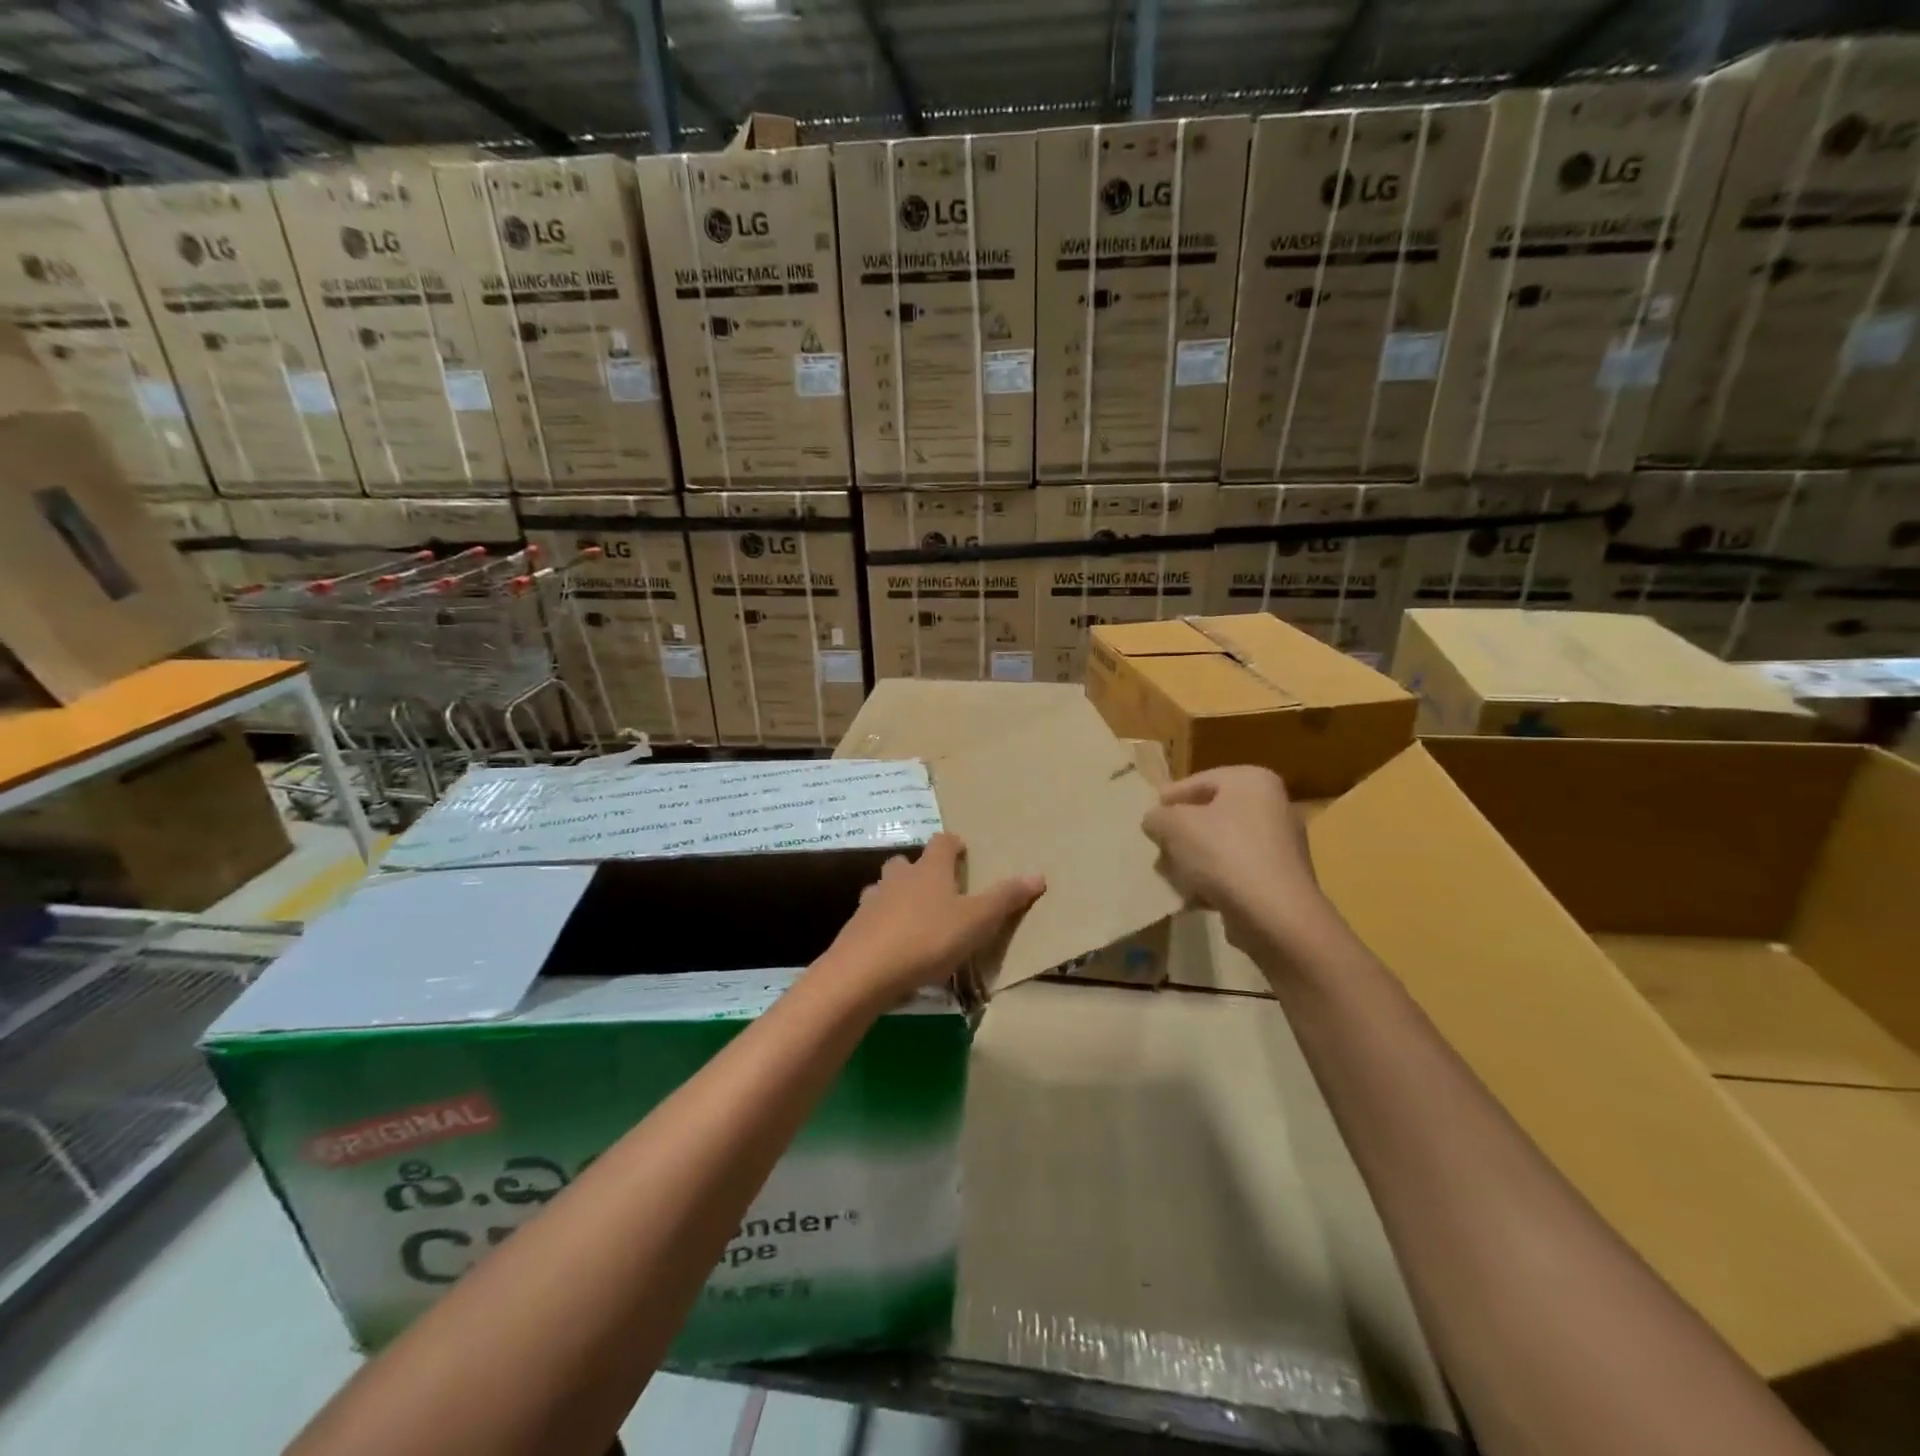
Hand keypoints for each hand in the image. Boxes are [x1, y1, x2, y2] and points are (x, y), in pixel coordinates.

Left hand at [816, 833, 1044, 1005]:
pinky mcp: (855, 928)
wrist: (865, 971)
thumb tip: (1038, 875)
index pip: (942, 843)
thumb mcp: (977, 921)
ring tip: (911, 916)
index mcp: (930, 870)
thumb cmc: (928, 939)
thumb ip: (1006, 899)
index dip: (952, 844)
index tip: (960, 849)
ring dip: (896, 896)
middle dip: (919, 869)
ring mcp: (872, 901)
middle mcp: (898, 878)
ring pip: (883, 888)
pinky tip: (891, 945)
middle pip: (906, 862)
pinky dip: (881, 924)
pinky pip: (871, 918)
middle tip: (935, 886)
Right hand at [1142, 767, 1340, 961]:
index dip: (1169, 798)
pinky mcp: (1280, 879)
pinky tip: (1192, 897)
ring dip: (1193, 859)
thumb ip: (1158, 817)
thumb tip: (1155, 820)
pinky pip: (1236, 871)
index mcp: (1253, 781)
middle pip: (1211, 814)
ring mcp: (1280, 844)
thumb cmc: (1224, 854)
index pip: (1199, 781)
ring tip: (1169, 875)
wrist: (1275, 916)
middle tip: (1157, 847)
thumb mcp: (1176, 826)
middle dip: (1181, 833)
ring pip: (1222, 844)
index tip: (1148, 818)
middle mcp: (1273, 806)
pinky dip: (1214, 880)